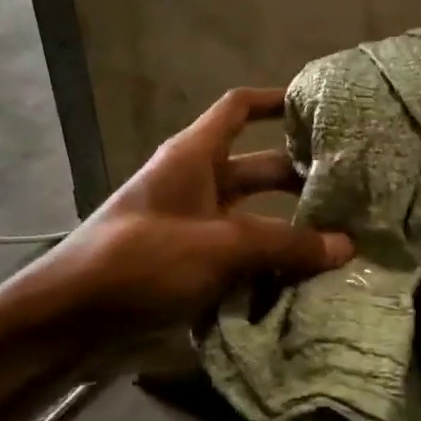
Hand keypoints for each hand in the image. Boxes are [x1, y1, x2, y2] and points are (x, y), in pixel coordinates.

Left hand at [0, 88, 352, 334]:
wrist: (70, 320)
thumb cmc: (143, 259)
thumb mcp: (221, 245)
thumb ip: (285, 244)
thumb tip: (345, 246)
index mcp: (195, 156)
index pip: (239, 109)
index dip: (276, 101)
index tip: (319, 109)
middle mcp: (197, 184)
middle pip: (259, 168)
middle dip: (300, 178)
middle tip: (350, 192)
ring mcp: (195, 227)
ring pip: (255, 218)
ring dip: (290, 229)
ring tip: (340, 241)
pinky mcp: (192, 266)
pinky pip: (242, 256)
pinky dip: (270, 264)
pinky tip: (307, 280)